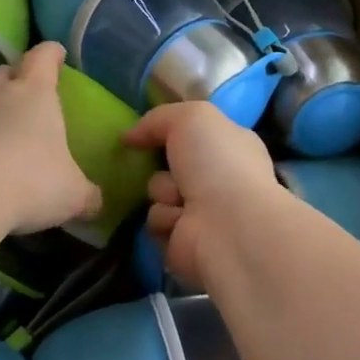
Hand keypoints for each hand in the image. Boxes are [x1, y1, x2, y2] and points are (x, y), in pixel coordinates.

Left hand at [0, 41, 102, 234]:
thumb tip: (96, 201)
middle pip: (3, 71)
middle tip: (19, 95)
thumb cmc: (30, 184)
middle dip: (11, 79)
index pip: (43, 58)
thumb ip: (86, 195)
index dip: (50, 54)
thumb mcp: (72, 195)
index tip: (55, 54)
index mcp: (36, 95)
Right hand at [124, 101, 279, 289]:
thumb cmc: (218, 162)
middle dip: (161, 164)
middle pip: (169, 163)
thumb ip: (158, 118)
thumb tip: (129, 136)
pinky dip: (165, 219)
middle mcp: (219, 178)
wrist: (228, 224)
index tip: (146, 133)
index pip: (194, 134)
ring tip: (182, 199)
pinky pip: (156, 221)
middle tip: (168, 166)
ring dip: (163, 192)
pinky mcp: (184, 241)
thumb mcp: (191, 117)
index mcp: (230, 146)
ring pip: (158, 192)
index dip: (170, 131)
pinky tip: (182, 222)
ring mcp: (202, 212)